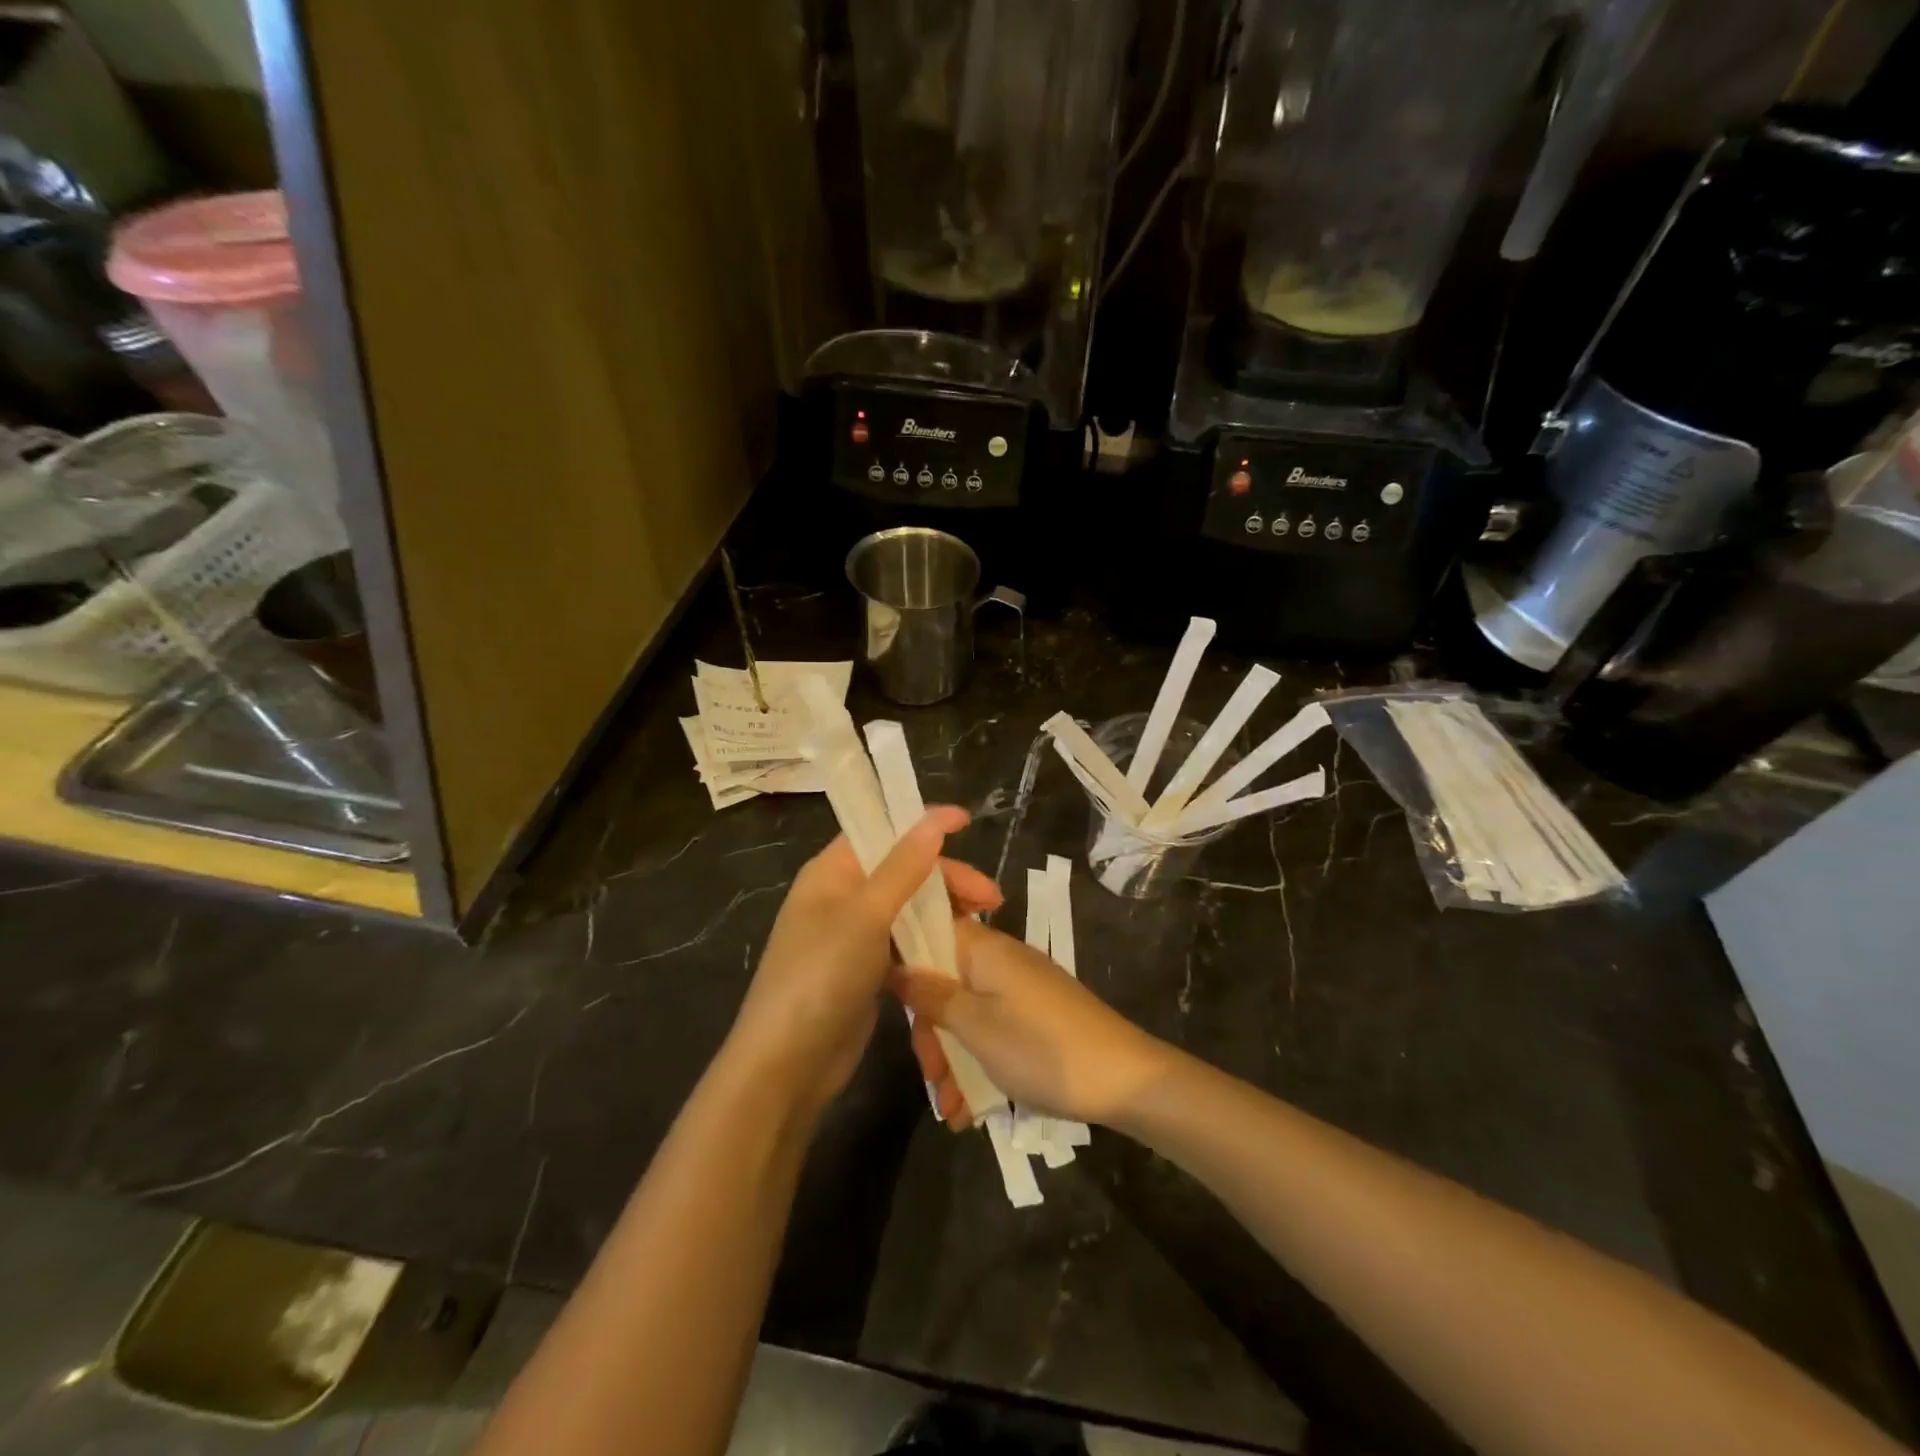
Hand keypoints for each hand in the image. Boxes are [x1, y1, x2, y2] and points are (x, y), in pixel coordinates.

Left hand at [726, 807, 1001, 1120]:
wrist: (788, 1065)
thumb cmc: (821, 976)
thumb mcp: (864, 915)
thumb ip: (902, 867)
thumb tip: (933, 821)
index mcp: (831, 872)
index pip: (880, 830)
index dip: (922, 823)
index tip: (967, 823)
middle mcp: (841, 896)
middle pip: (901, 869)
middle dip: (947, 877)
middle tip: (992, 898)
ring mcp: (852, 935)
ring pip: (907, 907)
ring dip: (945, 908)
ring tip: (985, 920)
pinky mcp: (865, 970)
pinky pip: (905, 941)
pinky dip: (932, 938)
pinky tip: (961, 948)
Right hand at [891, 917, 1170, 1128]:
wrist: (1124, 1080)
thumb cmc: (1042, 1049)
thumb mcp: (976, 1027)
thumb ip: (932, 995)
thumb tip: (896, 965)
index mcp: (984, 948)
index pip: (931, 929)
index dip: (905, 959)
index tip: (891, 1002)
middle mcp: (999, 961)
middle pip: (945, 982)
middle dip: (931, 1032)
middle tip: (931, 1076)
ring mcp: (1019, 991)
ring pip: (967, 1014)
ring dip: (953, 1059)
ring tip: (952, 1109)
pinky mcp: (1034, 1018)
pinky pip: (993, 1031)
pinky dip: (979, 1064)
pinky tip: (971, 1110)